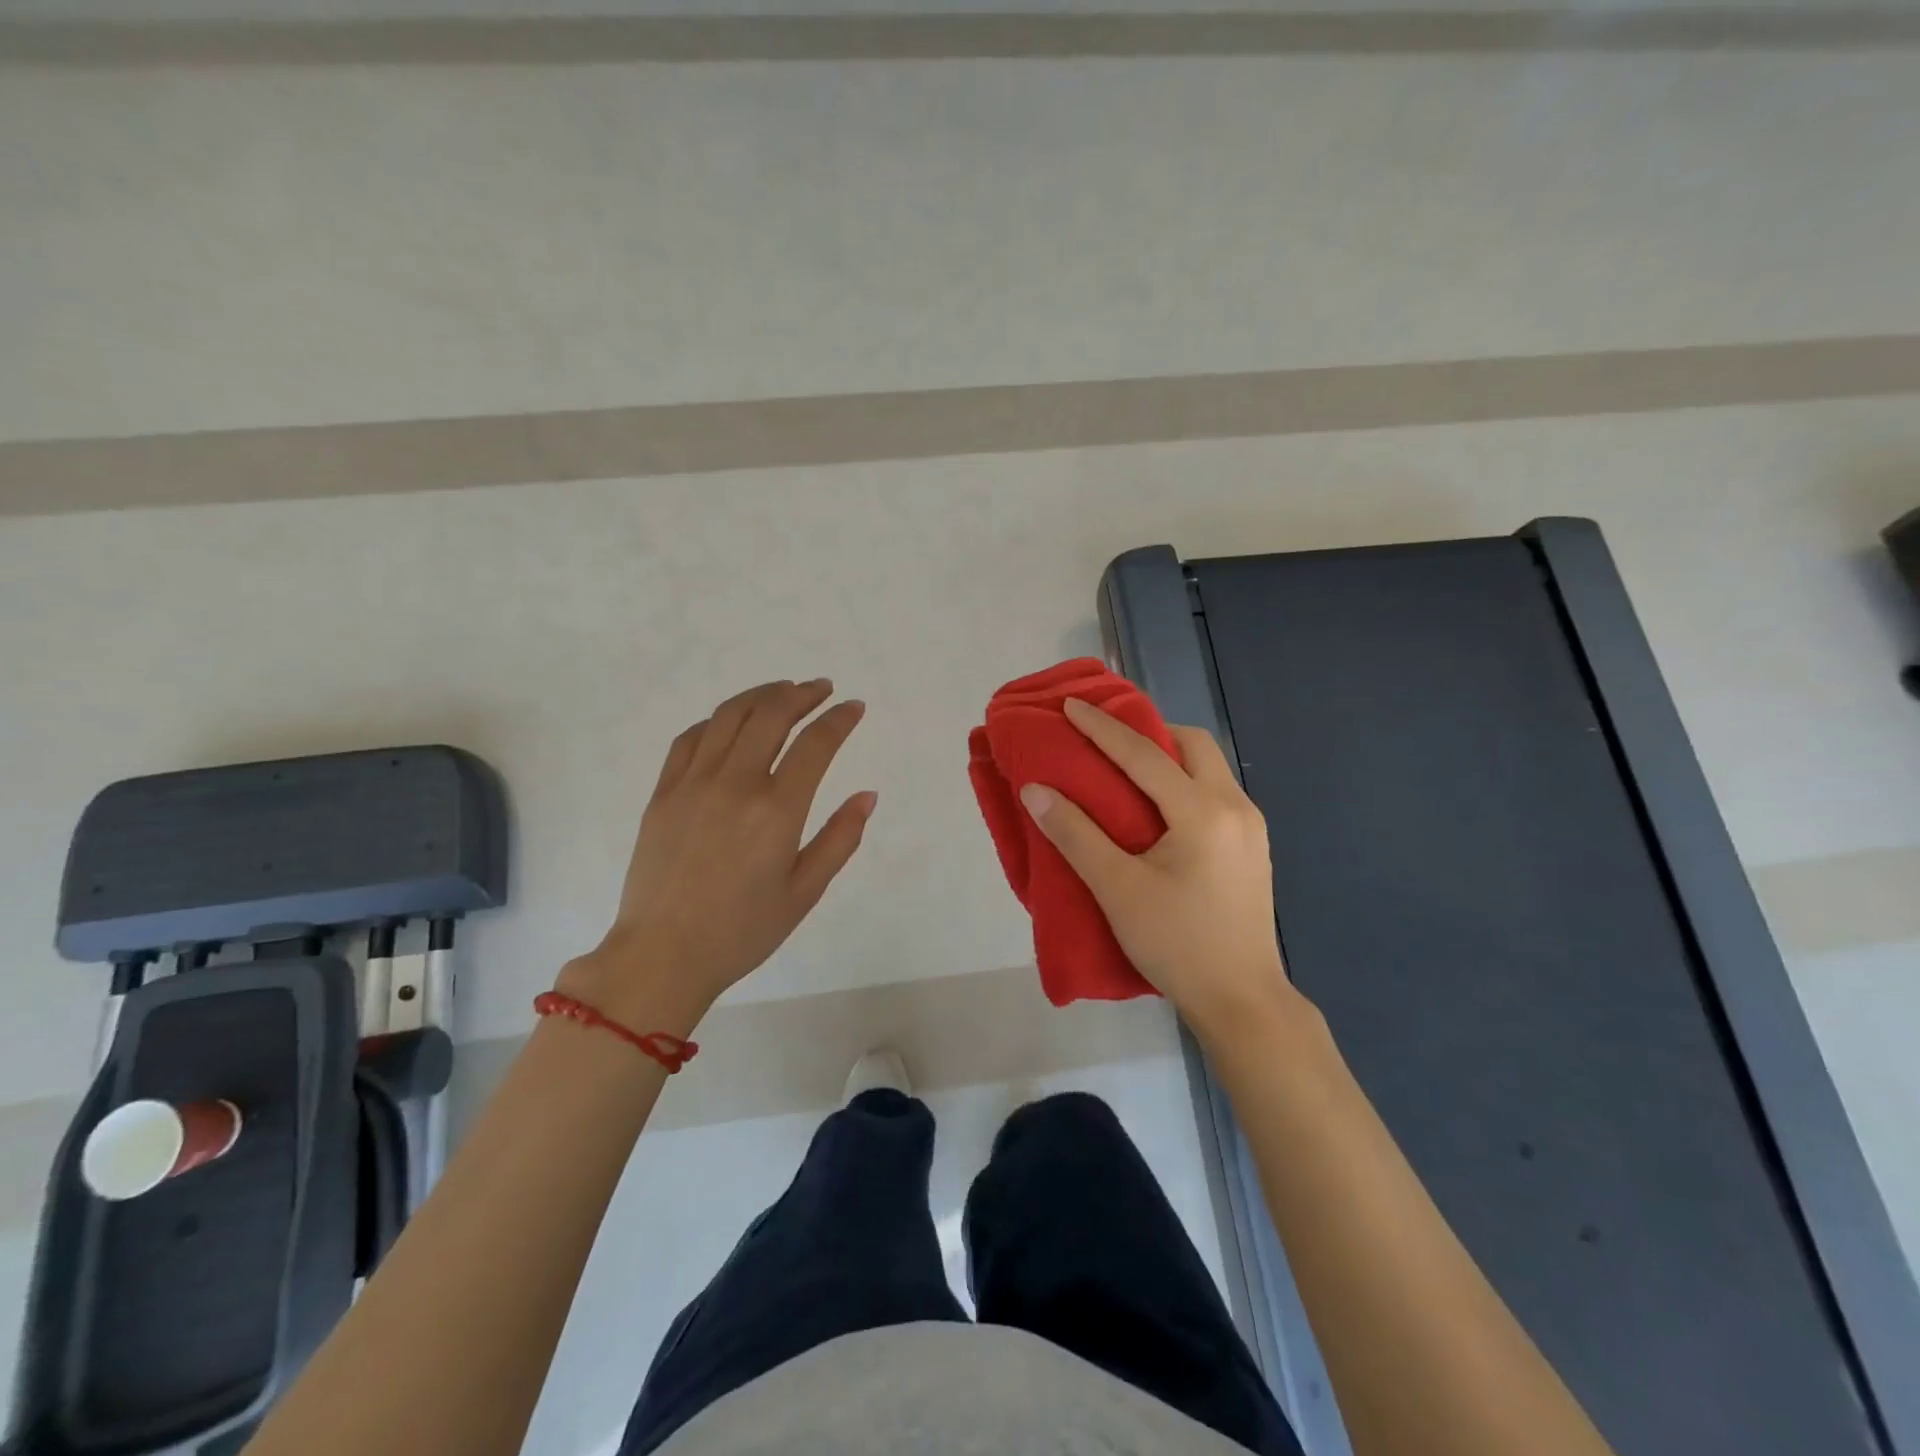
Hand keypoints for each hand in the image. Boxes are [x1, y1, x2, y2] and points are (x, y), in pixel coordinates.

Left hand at [559, 680, 875, 1034]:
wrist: (661, 955)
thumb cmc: (742, 931)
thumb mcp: (804, 892)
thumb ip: (840, 839)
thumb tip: (867, 796)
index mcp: (777, 810)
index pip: (816, 744)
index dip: (840, 719)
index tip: (854, 707)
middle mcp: (735, 784)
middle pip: (771, 715)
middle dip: (802, 694)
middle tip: (821, 690)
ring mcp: (693, 783)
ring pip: (729, 716)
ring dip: (761, 695)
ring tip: (783, 691)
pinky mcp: (663, 792)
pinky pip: (691, 738)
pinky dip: (718, 720)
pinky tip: (732, 722)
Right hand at [1019, 698, 1302, 1046]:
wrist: (1243, 1002)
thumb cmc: (1177, 944)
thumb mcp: (1117, 889)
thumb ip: (1075, 834)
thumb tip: (1036, 790)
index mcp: (1203, 812)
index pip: (1144, 755)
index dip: (1102, 728)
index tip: (1071, 706)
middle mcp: (1235, 807)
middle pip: (1193, 745)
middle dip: (1149, 732)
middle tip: (1108, 741)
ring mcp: (1252, 828)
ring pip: (1210, 768)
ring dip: (1170, 757)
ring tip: (1128, 770)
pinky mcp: (1253, 848)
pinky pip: (1217, 792)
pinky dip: (1185, 783)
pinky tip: (1159, 809)